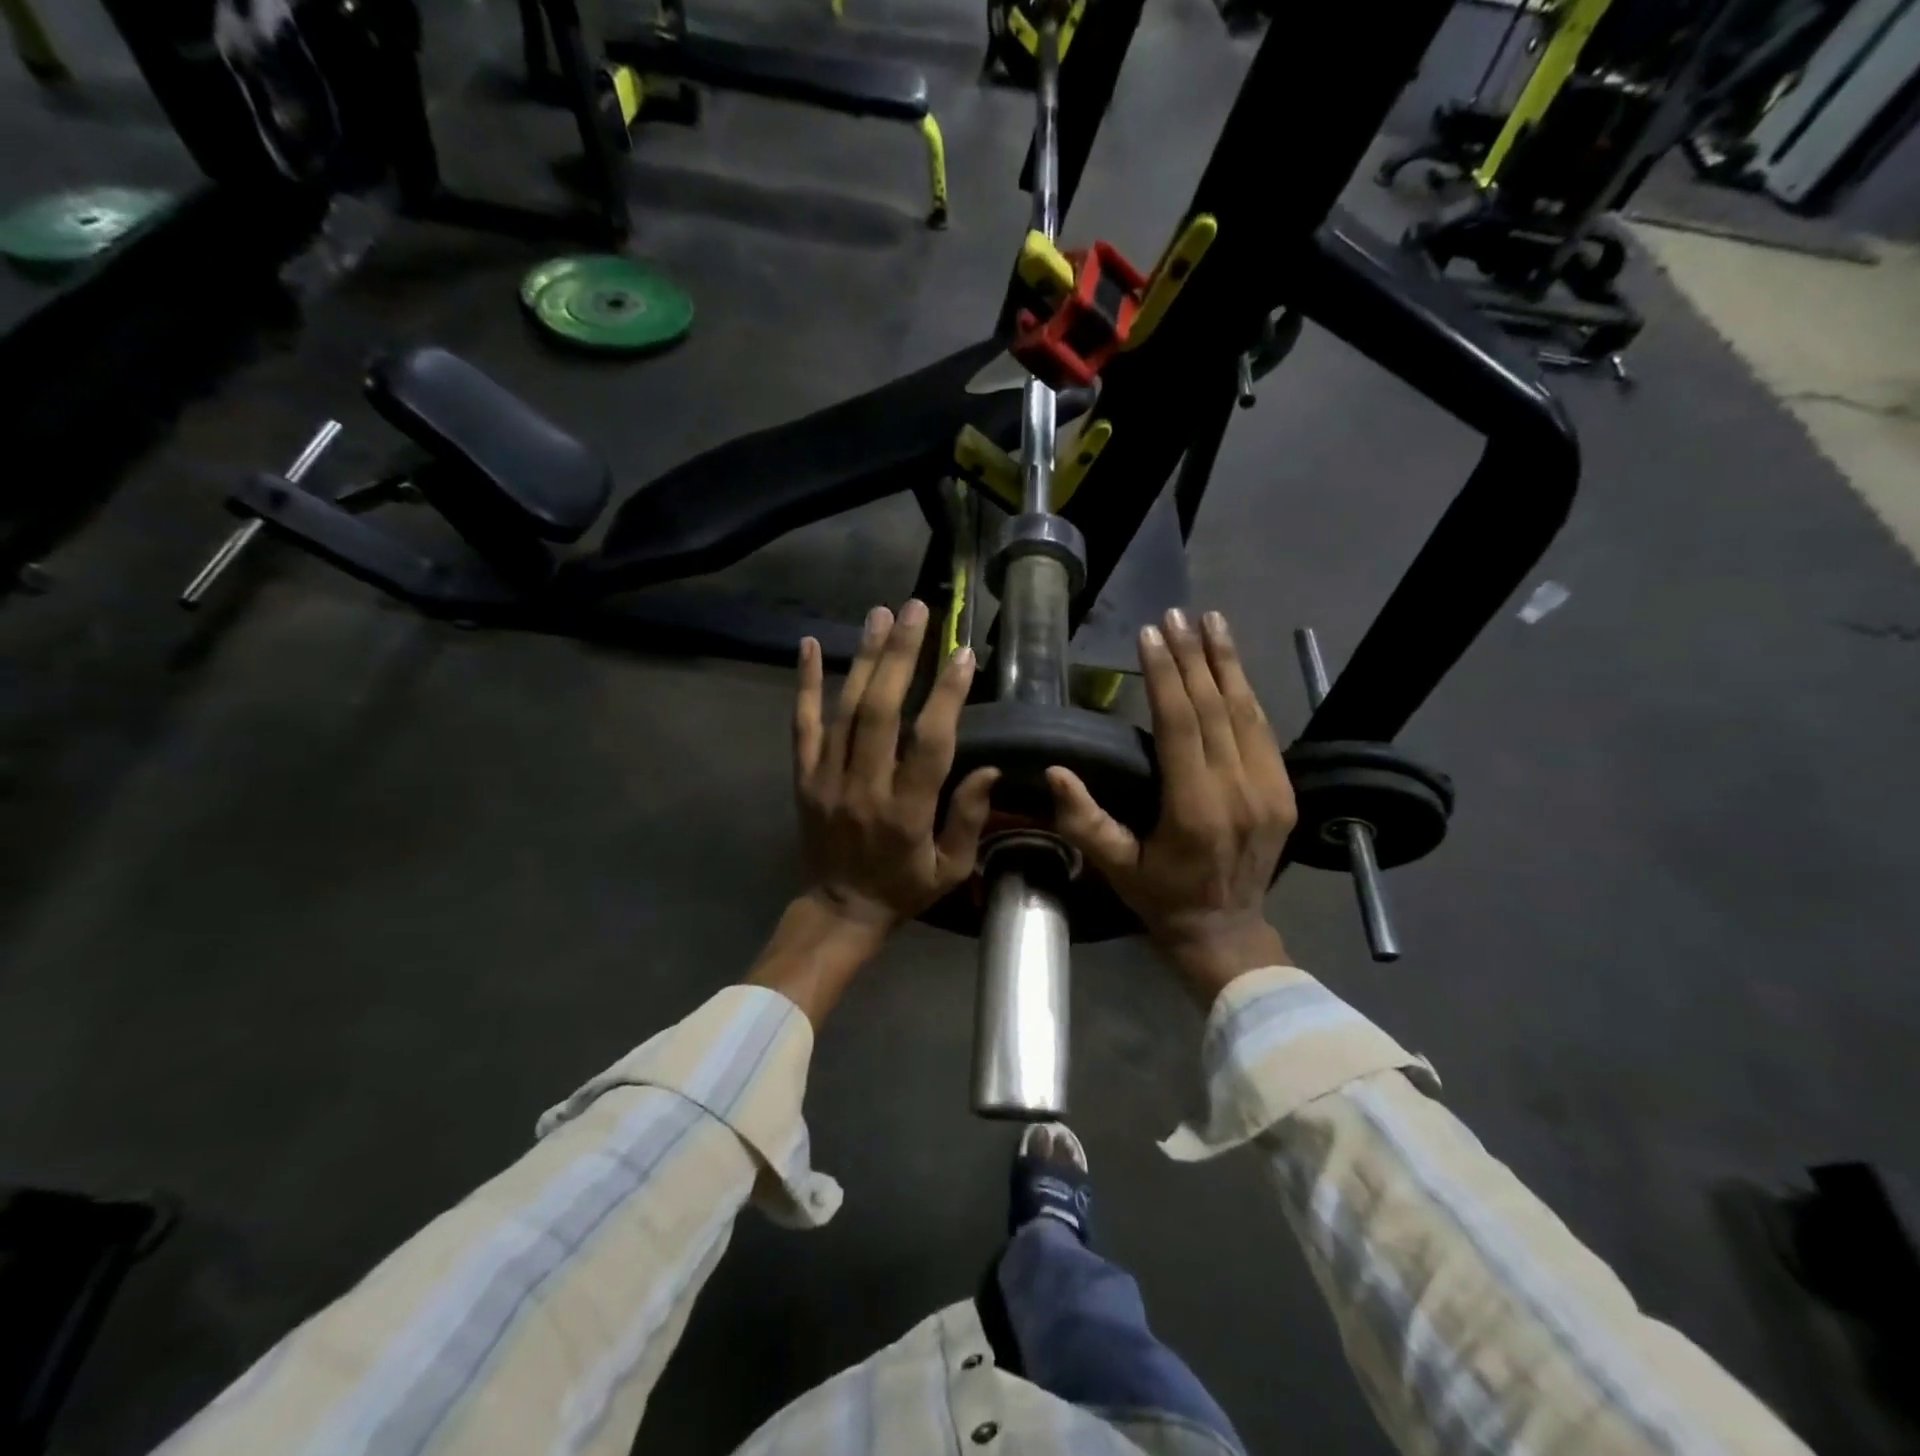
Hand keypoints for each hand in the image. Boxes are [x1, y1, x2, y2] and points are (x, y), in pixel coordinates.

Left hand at [793, 600, 999, 930]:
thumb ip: (968, 818)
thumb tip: (991, 768)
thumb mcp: (950, 868)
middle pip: (880, 711)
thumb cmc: (904, 888)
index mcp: (906, 812)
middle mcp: (864, 787)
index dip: (946, 696)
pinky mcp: (803, 776)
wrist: (839, 909)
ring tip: (880, 613)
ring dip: (863, 658)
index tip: (961, 654)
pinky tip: (808, 645)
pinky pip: (802, 725)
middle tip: (916, 610)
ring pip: (844, 709)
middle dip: (900, 656)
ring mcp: (827, 779)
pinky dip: (805, 684)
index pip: (929, 744)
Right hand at [1048, 608, 1295, 1003]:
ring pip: (1246, 712)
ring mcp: (1270, 790)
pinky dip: (1246, 693)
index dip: (1166, 676)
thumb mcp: (1115, 867)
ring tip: (1211, 621)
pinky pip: (1263, 731)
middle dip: (1194, 656)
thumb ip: (1085, 821)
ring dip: (1227, 662)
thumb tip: (1056, 771)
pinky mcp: (1284, 792)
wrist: (1227, 932)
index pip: (1181, 725)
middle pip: (1215, 708)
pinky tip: (1232, 665)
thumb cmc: (1160, 898)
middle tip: (1176, 614)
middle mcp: (1239, 792)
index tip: (1151, 634)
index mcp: (1196, 810)